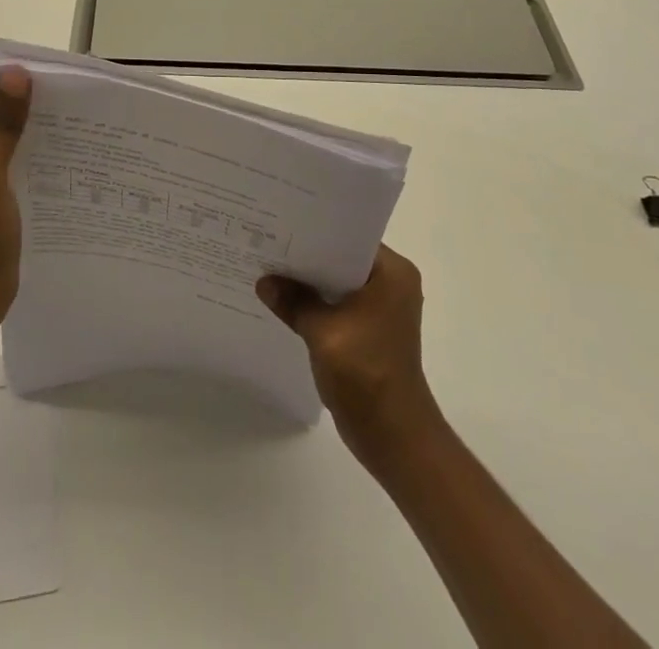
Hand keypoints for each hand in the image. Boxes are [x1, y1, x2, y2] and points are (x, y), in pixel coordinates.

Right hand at [257, 246, 438, 465]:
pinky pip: (338, 305)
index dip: (315, 231)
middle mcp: (391, 284)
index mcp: (392, 273)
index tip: (281, 222)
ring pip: (337, 283)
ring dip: (309, 282)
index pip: (349, 237)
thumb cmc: (366, 373)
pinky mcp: (370, 331)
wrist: (394, 436)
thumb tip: (264, 282)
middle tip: (268, 241)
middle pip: (341, 259)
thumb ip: (294, 301)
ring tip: (270, 267)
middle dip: (307, 256)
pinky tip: (284, 301)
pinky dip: (316, 304)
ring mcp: (381, 309)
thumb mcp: (323, 331)